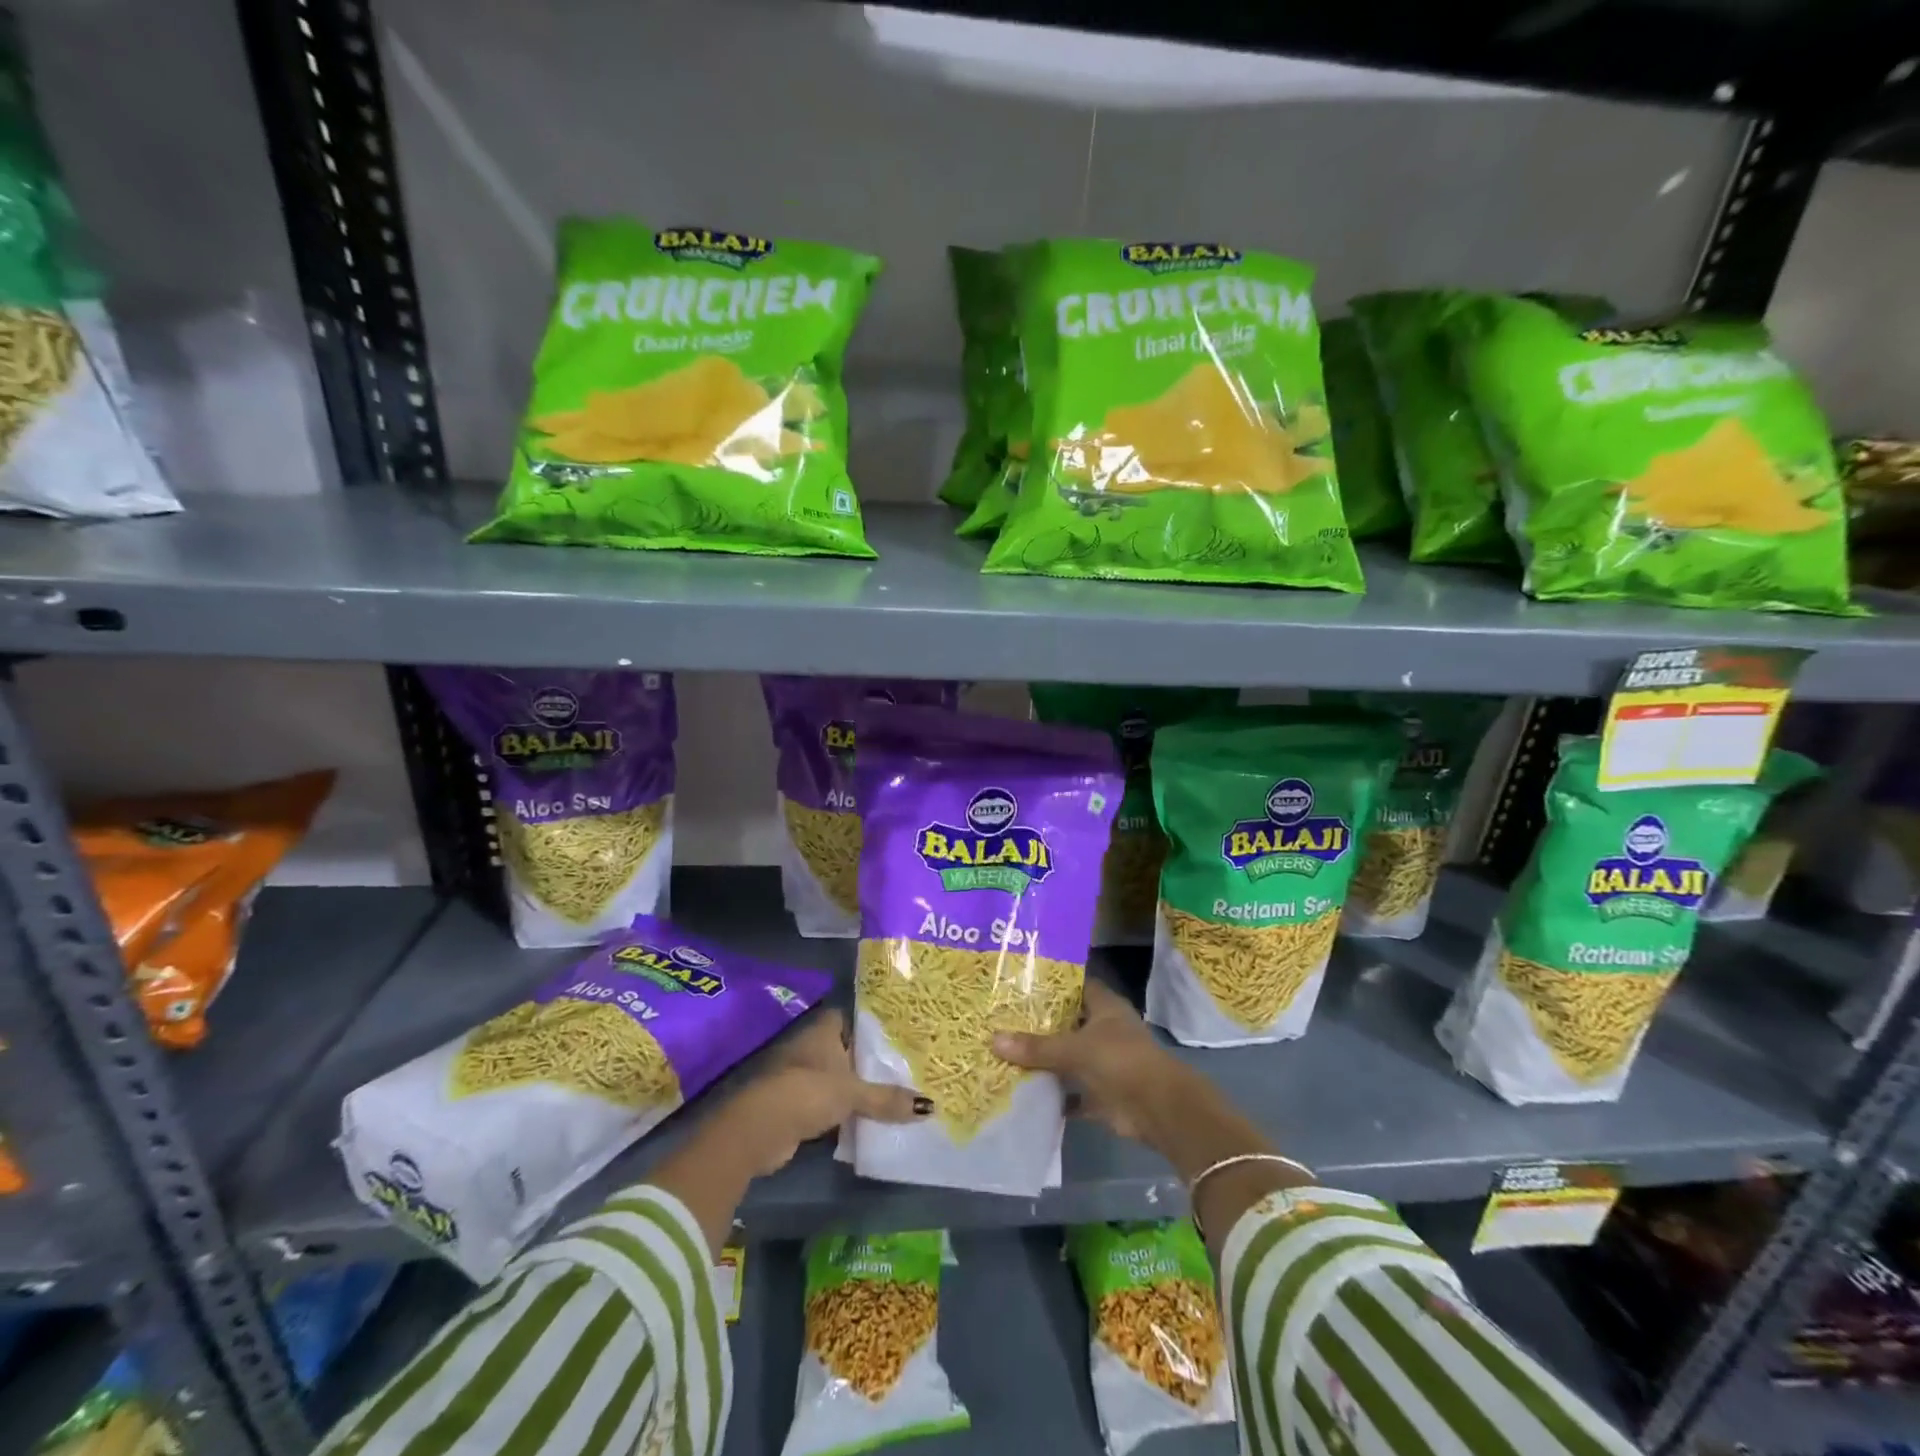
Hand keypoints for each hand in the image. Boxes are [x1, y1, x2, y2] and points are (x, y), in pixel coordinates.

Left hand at [725, 1009, 928, 1175]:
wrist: (759, 1128)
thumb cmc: (808, 1091)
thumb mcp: (853, 1093)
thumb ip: (887, 1098)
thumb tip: (929, 1106)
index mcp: (823, 1031)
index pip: (848, 1018)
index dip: (868, 1026)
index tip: (894, 1036)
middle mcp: (810, 1048)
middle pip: (844, 1051)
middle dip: (866, 1062)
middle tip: (901, 1068)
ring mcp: (800, 1077)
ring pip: (835, 1079)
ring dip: (853, 1090)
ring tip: (891, 1095)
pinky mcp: (794, 1106)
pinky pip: (826, 1104)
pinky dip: (841, 1113)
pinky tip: (864, 1121)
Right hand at [993, 981, 1192, 1146]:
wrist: (1159, 1110)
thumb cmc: (1121, 1061)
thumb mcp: (1075, 1049)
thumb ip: (1036, 1047)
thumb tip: (993, 1040)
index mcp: (1105, 1006)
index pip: (1075, 985)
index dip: (1050, 983)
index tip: (1017, 983)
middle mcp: (1104, 1030)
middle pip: (1067, 1022)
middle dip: (1039, 1024)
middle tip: (1000, 1018)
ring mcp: (1103, 1062)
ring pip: (1068, 1057)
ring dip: (1044, 1060)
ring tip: (1003, 1052)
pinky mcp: (1101, 1093)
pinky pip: (1071, 1092)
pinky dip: (1053, 1095)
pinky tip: (1022, 1092)